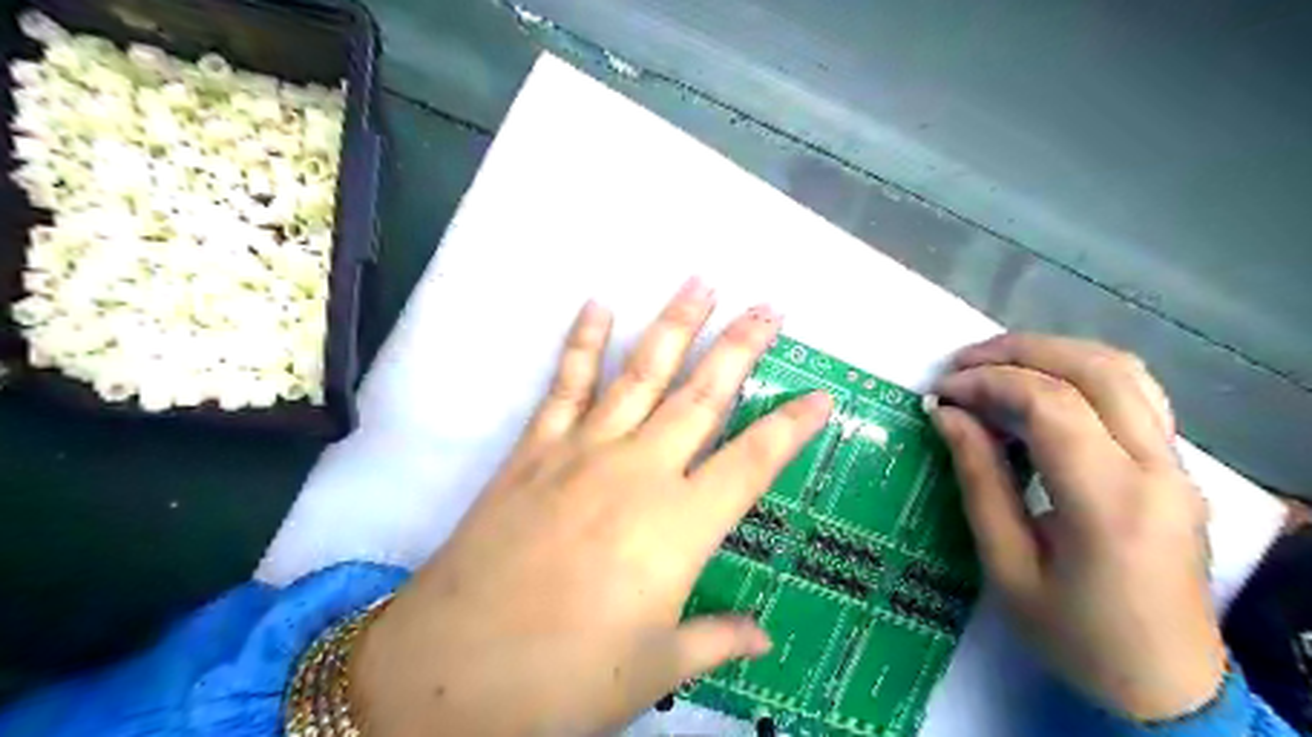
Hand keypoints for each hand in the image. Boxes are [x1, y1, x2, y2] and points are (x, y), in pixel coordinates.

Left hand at [351, 280, 828, 735]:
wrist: (452, 669)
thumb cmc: (565, 679)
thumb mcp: (653, 671)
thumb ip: (715, 640)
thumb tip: (763, 636)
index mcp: (680, 526)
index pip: (755, 461)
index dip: (793, 426)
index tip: (822, 395)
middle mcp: (640, 471)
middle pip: (703, 395)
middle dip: (741, 347)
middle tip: (769, 306)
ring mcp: (584, 451)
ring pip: (641, 373)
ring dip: (674, 324)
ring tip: (700, 282)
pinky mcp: (536, 449)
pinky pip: (566, 384)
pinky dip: (582, 341)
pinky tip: (597, 305)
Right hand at [933, 336, 1220, 722]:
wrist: (1167, 687)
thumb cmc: (1075, 637)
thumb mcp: (1006, 566)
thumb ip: (979, 481)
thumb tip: (948, 415)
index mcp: (1111, 502)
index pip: (1051, 405)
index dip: (988, 384)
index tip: (941, 393)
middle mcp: (1157, 470)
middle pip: (1095, 370)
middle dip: (1019, 352)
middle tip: (961, 365)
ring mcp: (1177, 465)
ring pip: (1123, 371)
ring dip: (1051, 354)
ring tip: (992, 367)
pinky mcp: (1176, 467)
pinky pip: (1133, 394)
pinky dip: (1079, 374)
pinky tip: (1040, 389)